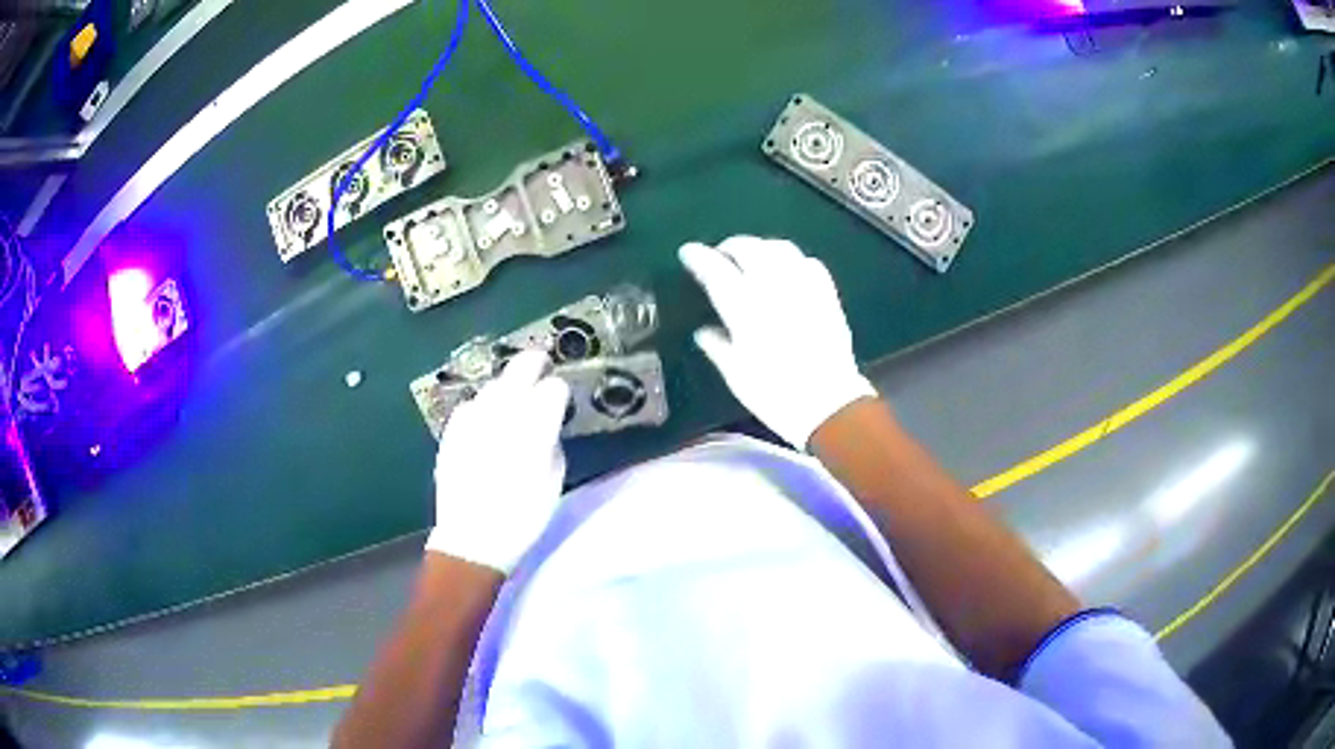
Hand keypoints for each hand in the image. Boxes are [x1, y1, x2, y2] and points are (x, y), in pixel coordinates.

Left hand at [425, 350, 570, 573]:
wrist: (472, 538)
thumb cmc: (522, 517)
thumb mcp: (553, 481)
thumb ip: (551, 443)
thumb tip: (547, 426)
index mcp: (534, 426)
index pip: (554, 387)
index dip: (560, 391)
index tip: (562, 399)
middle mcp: (502, 412)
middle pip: (520, 368)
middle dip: (535, 364)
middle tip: (542, 367)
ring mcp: (473, 417)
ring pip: (494, 384)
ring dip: (508, 386)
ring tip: (514, 400)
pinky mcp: (452, 429)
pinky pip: (471, 404)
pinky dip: (483, 407)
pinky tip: (486, 421)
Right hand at [680, 236, 875, 448]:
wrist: (828, 404)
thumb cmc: (774, 394)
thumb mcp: (736, 374)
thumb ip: (717, 346)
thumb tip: (703, 331)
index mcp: (745, 308)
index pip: (715, 270)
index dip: (699, 257)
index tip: (688, 252)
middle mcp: (773, 288)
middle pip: (749, 248)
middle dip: (730, 246)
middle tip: (721, 255)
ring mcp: (803, 288)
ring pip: (779, 248)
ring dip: (761, 247)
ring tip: (752, 257)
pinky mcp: (826, 295)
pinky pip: (808, 262)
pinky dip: (793, 259)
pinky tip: (788, 270)